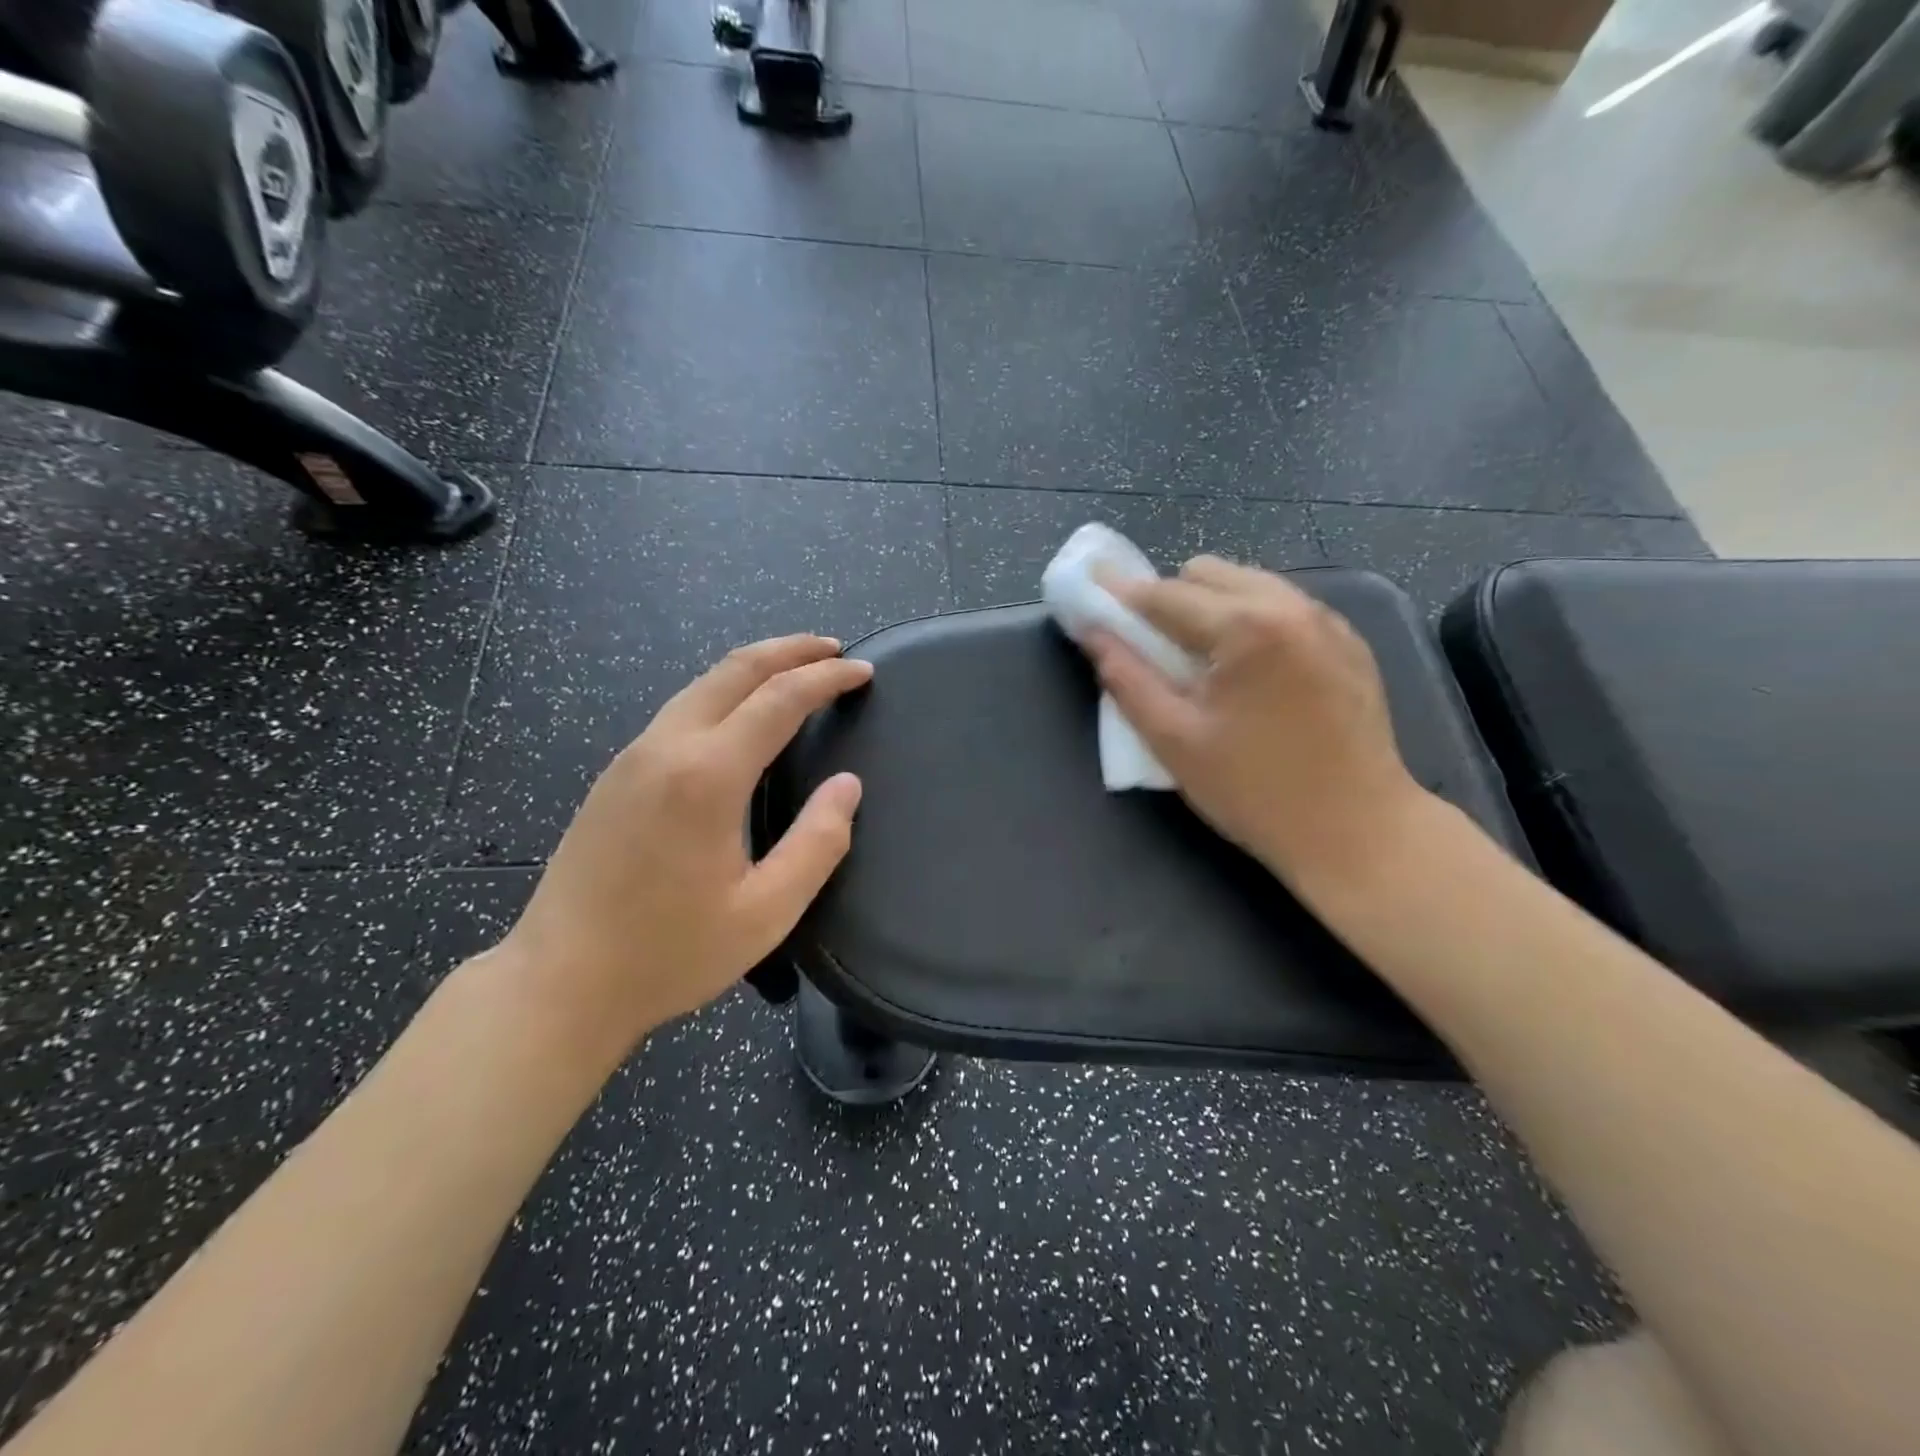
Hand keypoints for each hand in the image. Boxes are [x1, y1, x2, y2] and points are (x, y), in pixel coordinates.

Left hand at [497, 635, 870, 1058]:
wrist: (559, 983)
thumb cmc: (669, 953)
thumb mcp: (767, 913)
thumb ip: (818, 843)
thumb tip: (847, 786)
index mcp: (708, 776)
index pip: (780, 699)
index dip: (827, 678)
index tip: (863, 671)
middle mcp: (667, 748)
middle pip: (735, 670)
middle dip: (789, 650)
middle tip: (833, 649)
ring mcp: (633, 757)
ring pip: (702, 684)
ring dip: (754, 666)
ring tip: (795, 670)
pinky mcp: (615, 775)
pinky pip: (680, 709)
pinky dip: (724, 692)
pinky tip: (740, 714)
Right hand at [1085, 557, 1427, 890]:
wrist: (1358, 831)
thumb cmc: (1255, 792)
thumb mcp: (1175, 740)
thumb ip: (1127, 679)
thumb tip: (1093, 633)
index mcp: (1246, 627)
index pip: (1165, 594)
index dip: (1121, 592)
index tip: (1091, 584)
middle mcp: (1291, 606)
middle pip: (1209, 573)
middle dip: (1170, 598)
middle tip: (1154, 646)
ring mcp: (1328, 621)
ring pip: (1249, 583)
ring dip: (1212, 606)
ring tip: (1202, 660)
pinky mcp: (1349, 642)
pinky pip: (1283, 606)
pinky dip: (1251, 620)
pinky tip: (1250, 671)